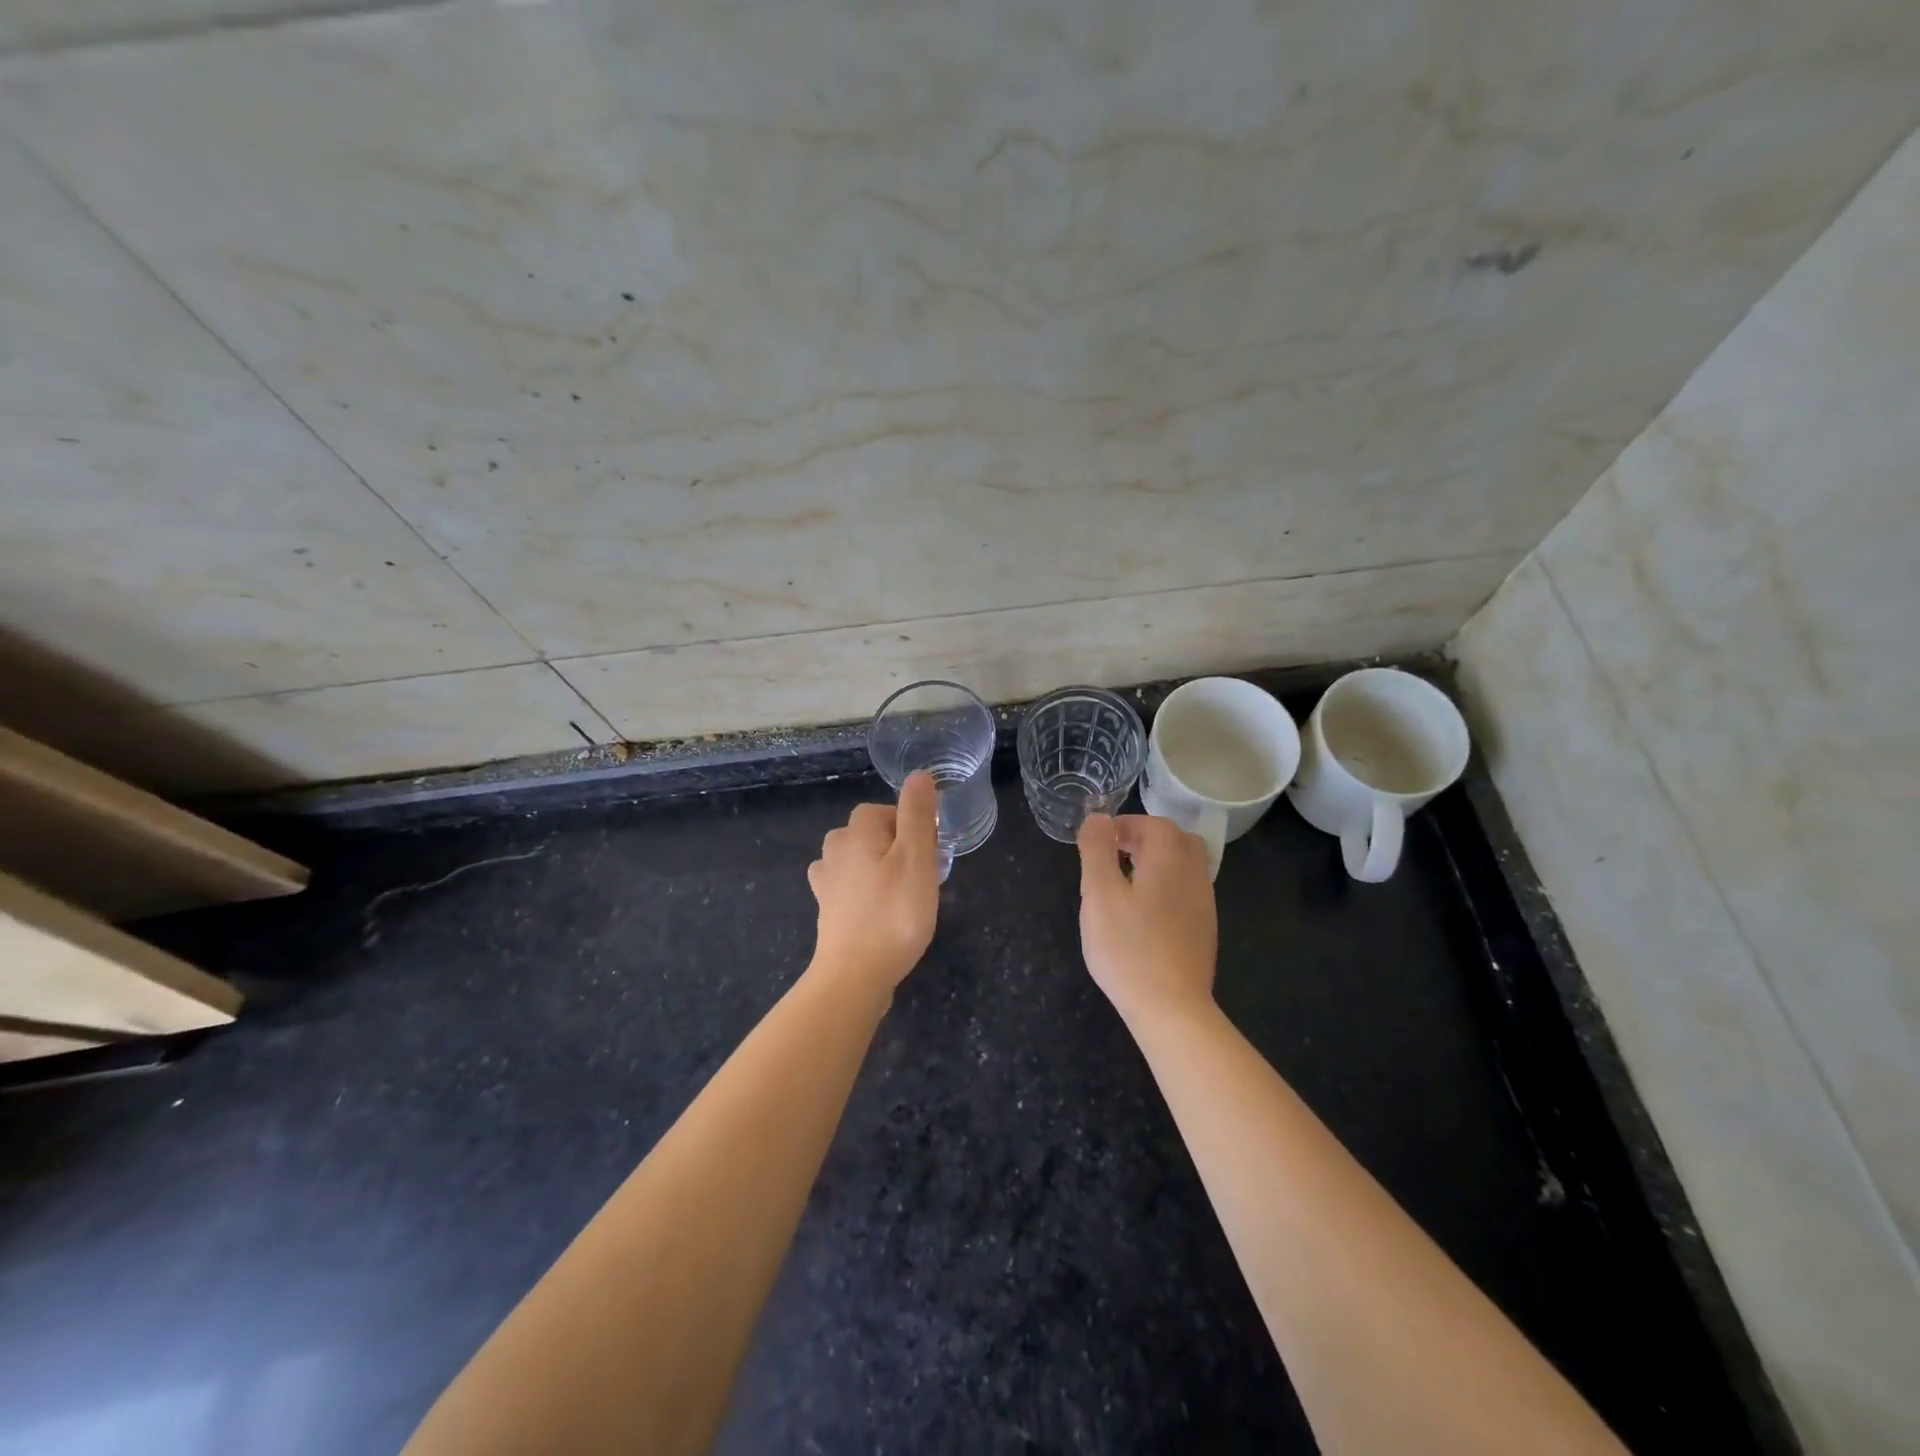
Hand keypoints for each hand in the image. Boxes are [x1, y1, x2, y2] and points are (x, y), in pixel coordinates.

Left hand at [807, 771, 940, 993]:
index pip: (884, 810)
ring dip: (880, 868)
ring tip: (903, 894)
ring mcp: (826, 881)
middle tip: (921, 877)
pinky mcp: (826, 909)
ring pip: (859, 859)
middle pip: (870, 833)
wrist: (855, 975)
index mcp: (856, 832)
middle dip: (897, 847)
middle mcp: (834, 850)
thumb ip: (917, 814)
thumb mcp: (917, 859)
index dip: (911, 827)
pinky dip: (865, 891)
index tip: (930, 854)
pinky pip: (849, 886)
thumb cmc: (894, 913)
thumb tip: (918, 775)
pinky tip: (879, 910)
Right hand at [1076, 814, 1217, 1026]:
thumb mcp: (1099, 894)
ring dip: (1157, 861)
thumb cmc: (1128, 948)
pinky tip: (1144, 913)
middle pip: (1176, 840)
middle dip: (1145, 838)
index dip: (1125, 824)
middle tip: (1114, 854)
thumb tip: (1098, 818)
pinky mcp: (1204, 930)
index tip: (1099, 840)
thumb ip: (1097, 850)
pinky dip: (1166, 886)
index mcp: (1170, 860)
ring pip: (1185, 865)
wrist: (1172, 1008)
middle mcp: (1194, 875)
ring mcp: (1204, 904)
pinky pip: (1187, 891)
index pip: (1153, 823)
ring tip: (1125, 881)